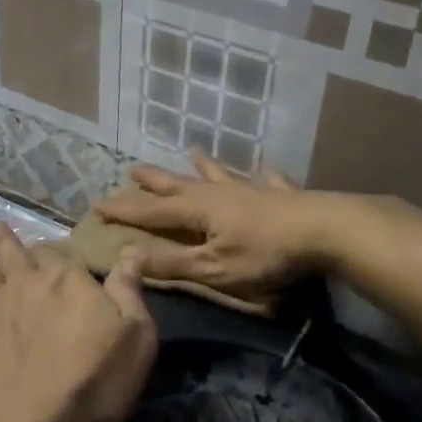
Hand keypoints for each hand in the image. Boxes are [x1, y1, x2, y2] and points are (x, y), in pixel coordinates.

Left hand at [0, 222, 156, 421]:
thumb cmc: (91, 384)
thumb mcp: (135, 338)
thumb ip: (129, 291)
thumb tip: (130, 251)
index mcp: (66, 283)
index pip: (57, 256)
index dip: (51, 250)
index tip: (46, 246)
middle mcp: (23, 287)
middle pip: (14, 256)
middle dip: (6, 240)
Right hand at [95, 150, 327, 297]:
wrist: (324, 231)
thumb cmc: (265, 255)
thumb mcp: (213, 269)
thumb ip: (172, 264)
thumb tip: (126, 256)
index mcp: (198, 212)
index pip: (151, 211)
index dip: (124, 210)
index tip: (97, 203)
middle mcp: (219, 194)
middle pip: (178, 185)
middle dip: (152, 181)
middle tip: (131, 169)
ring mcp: (250, 190)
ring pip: (218, 175)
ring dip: (201, 166)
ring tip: (192, 152)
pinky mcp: (279, 194)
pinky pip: (264, 179)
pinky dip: (259, 173)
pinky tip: (264, 167)